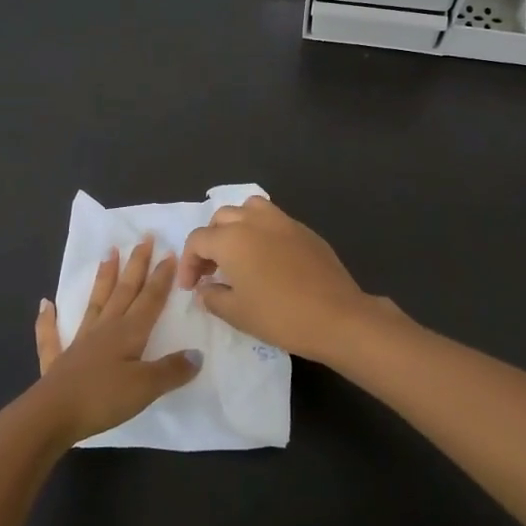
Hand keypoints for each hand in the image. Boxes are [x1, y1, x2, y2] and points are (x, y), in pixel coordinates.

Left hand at [20, 239, 199, 448]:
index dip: (161, 277)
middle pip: (124, 291)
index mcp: (128, 332)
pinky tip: (45, 304)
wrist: (52, 415)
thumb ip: (172, 369)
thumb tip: (197, 354)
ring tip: (108, 252)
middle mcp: (105, 329)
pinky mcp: (58, 360)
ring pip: (95, 302)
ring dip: (103, 277)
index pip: (150, 298)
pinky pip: (52, 335)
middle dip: (136, 265)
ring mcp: (79, 342)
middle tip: (144, 238)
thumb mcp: (146, 387)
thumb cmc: (103, 398)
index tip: (170, 252)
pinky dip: (48, 319)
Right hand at [177, 197, 389, 364]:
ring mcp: (282, 221)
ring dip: (236, 227)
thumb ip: (212, 297)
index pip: (198, 240)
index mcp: (231, 239)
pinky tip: (267, 259)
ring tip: (237, 253)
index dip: (188, 263)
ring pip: (248, 209)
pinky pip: (274, 220)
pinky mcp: (304, 230)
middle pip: (221, 219)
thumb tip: (205, 288)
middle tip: (210, 271)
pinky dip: (261, 231)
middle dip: (210, 242)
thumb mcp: (236, 313)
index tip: (190, 287)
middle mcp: (254, 221)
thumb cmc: (280, 316)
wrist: (337, 316)